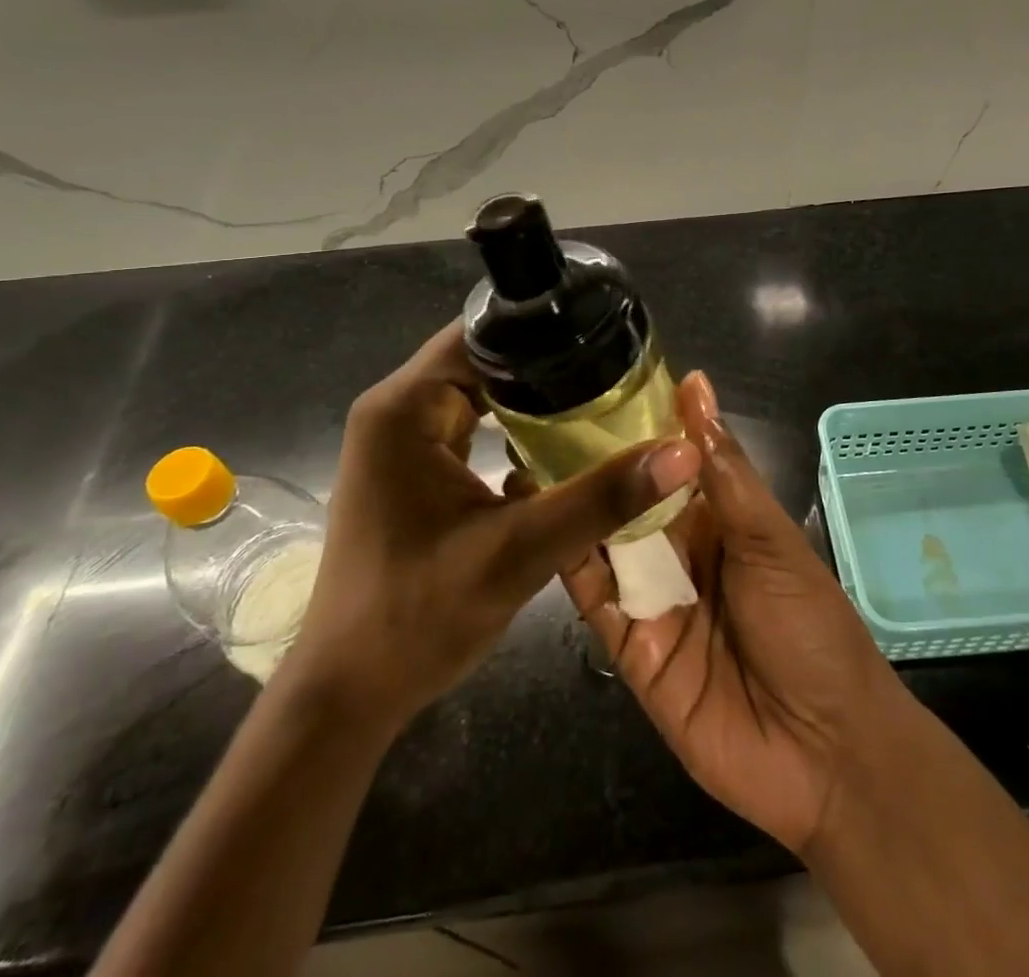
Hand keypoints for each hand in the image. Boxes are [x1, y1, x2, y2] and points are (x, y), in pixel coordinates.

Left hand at [286, 322, 700, 727]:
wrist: (347, 697)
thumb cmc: (418, 618)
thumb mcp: (520, 553)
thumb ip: (601, 498)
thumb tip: (682, 452)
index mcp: (405, 407)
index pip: (482, 334)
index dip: (545, 331)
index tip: (607, 340)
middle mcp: (395, 411)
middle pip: (483, 360)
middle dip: (547, 367)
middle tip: (615, 374)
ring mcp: (398, 442)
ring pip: (478, 394)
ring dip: (532, 401)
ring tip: (600, 402)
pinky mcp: (408, 471)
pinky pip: (469, 427)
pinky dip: (511, 431)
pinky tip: (558, 449)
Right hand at [550, 371, 907, 854]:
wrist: (826, 753)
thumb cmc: (810, 627)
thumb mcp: (771, 539)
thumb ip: (724, 470)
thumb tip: (695, 385)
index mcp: (719, 518)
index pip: (668, 461)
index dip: (636, 427)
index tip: (591, 384)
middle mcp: (680, 551)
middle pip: (629, 499)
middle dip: (592, 464)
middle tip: (540, 417)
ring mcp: (652, 598)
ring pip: (603, 542)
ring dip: (572, 506)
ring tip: (524, 459)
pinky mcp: (629, 646)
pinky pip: (593, 598)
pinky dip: (568, 563)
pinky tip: (538, 525)